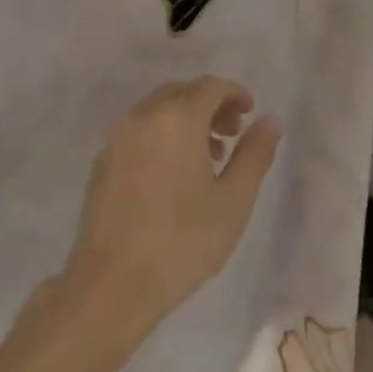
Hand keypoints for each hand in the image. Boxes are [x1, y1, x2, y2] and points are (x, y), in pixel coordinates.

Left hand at [61, 77, 280, 339]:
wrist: (112, 285)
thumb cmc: (182, 241)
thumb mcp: (233, 200)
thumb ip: (254, 154)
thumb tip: (270, 120)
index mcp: (176, 118)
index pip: (209, 86)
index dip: (234, 93)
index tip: (250, 114)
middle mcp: (142, 116)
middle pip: (182, 92)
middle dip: (210, 105)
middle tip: (232, 134)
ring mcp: (117, 138)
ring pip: (157, 110)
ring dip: (186, 119)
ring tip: (209, 157)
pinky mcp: (102, 162)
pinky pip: (139, 130)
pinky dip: (162, 134)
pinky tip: (174, 173)